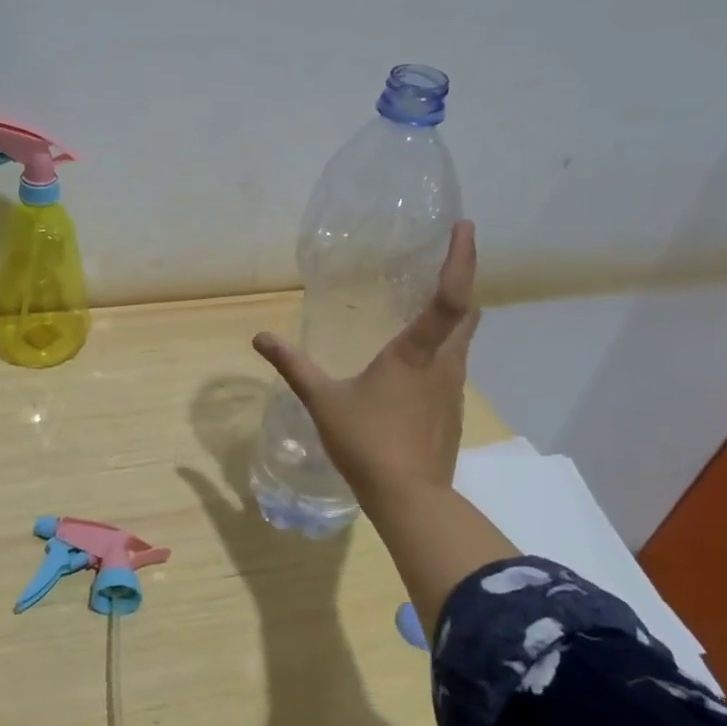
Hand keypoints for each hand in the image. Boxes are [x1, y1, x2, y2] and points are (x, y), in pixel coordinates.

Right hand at [253, 221, 479, 501]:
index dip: (461, 258)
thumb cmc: (367, 443)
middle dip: (460, 284)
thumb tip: (260, 337)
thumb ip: (293, 366)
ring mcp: (453, 389)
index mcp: (416, 352)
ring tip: (424, 311)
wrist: (410, 499)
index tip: (464, 226)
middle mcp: (445, 363)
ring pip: (463, 341)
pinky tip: (414, 368)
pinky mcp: (452, 412)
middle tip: (440, 266)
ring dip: (452, 320)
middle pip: (467, 313)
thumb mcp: (322, 401)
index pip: (450, 296)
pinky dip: (442, 352)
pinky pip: (453, 368)